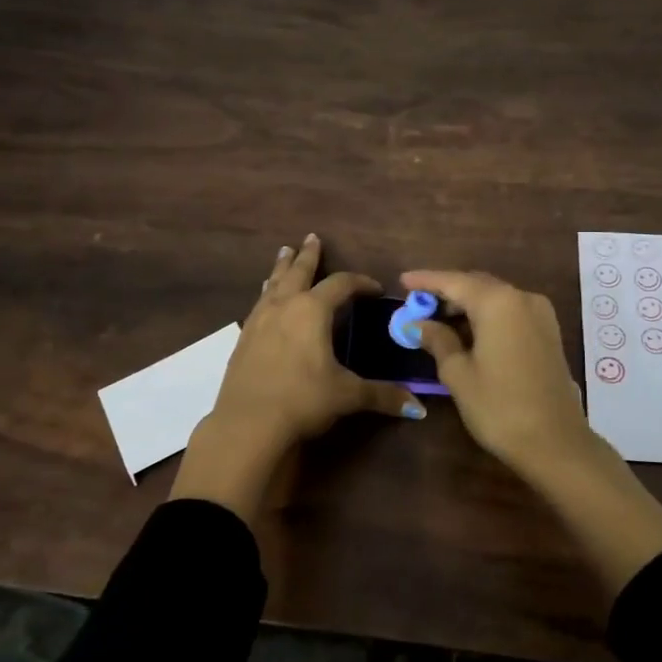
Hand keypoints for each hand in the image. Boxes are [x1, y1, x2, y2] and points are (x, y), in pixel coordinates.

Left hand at [174, 235, 421, 518]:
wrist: (247, 423)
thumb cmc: (303, 400)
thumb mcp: (347, 396)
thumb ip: (382, 396)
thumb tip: (418, 408)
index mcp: (312, 311)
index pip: (341, 285)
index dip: (360, 283)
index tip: (374, 288)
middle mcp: (284, 307)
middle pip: (297, 272)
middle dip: (307, 256)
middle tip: (311, 238)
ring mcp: (258, 321)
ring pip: (273, 285)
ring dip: (281, 269)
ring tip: (284, 255)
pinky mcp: (243, 339)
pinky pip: (258, 305)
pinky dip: (266, 294)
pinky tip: (265, 300)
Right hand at [398, 268, 595, 475]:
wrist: (556, 443)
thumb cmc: (499, 407)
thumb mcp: (458, 374)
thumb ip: (438, 340)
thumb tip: (419, 324)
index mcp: (498, 302)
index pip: (454, 281)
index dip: (426, 280)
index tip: (402, 281)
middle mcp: (522, 298)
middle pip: (477, 285)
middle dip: (447, 292)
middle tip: (418, 304)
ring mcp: (540, 315)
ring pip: (495, 298)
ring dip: (467, 305)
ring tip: (438, 320)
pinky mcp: (549, 333)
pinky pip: (510, 313)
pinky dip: (487, 316)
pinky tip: (468, 333)